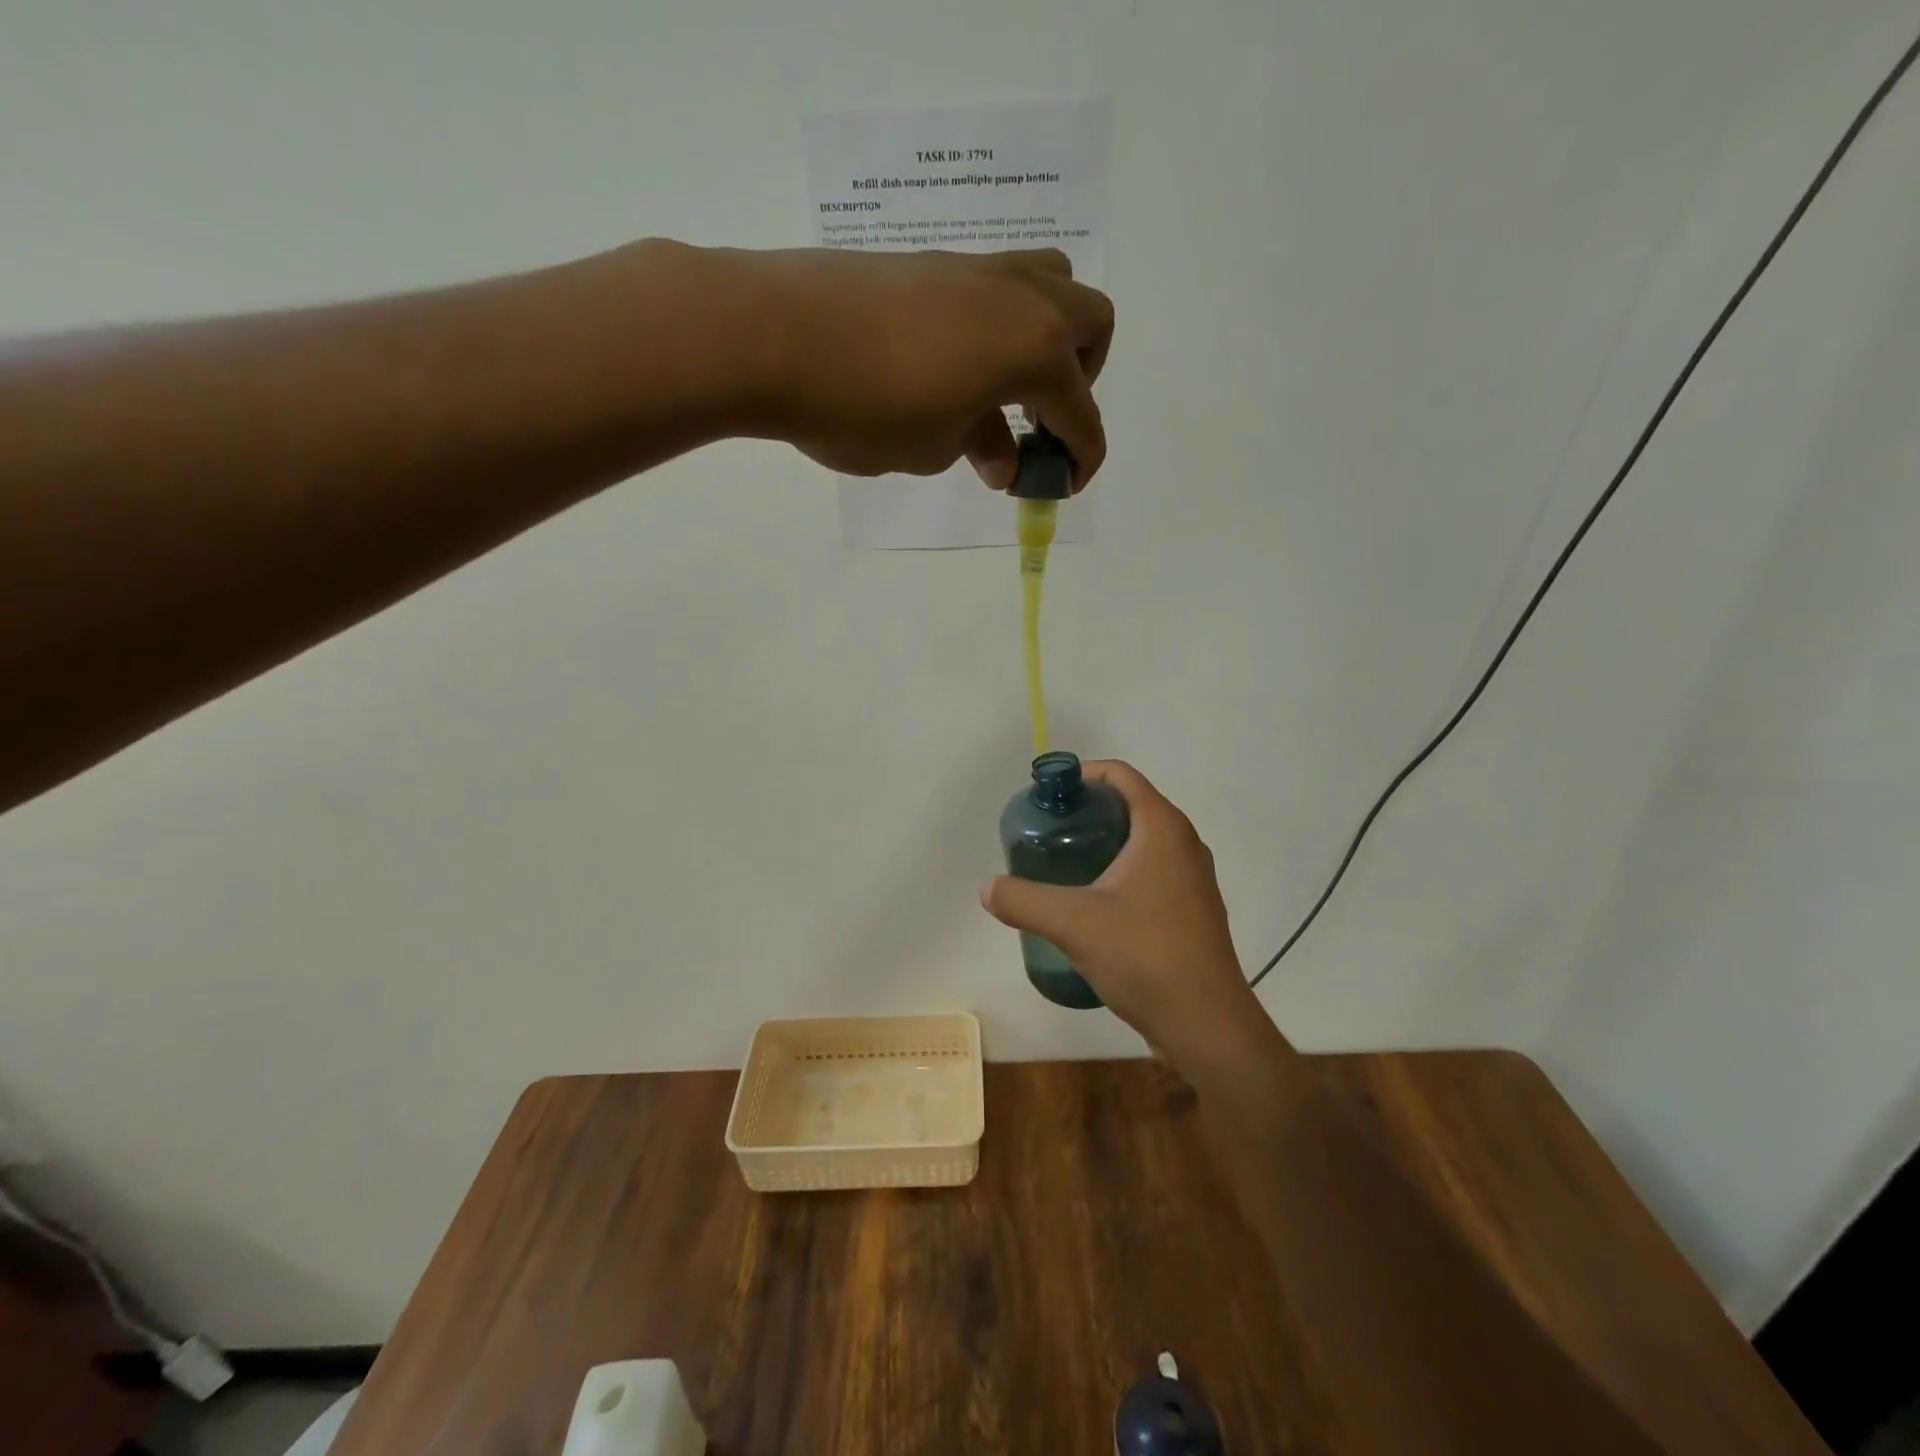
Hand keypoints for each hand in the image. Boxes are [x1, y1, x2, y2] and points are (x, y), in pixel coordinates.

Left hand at [730, 246, 1112, 489]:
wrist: (771, 335)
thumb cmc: (864, 408)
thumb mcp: (933, 447)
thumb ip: (980, 446)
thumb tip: (1002, 458)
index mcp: (1034, 348)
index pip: (1081, 412)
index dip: (1082, 457)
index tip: (1064, 486)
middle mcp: (1021, 297)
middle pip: (1091, 324)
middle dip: (1082, 380)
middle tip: (1038, 423)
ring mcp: (977, 269)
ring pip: (1050, 285)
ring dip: (1049, 338)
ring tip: (1004, 388)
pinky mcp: (934, 261)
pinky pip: (996, 287)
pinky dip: (1000, 326)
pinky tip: (957, 365)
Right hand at [979, 761, 1267, 1067]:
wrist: (1206, 1024)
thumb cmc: (1144, 955)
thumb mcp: (1072, 923)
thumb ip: (1023, 900)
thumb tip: (988, 888)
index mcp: (1162, 828)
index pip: (1121, 775)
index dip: (1082, 774)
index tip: (1047, 794)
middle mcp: (1184, 844)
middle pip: (1130, 806)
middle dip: (1087, 812)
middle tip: (1048, 832)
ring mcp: (1192, 880)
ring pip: (1142, 843)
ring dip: (1103, 844)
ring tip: (1062, 866)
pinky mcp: (1192, 911)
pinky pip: (1151, 873)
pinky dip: (1120, 873)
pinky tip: (1092, 905)